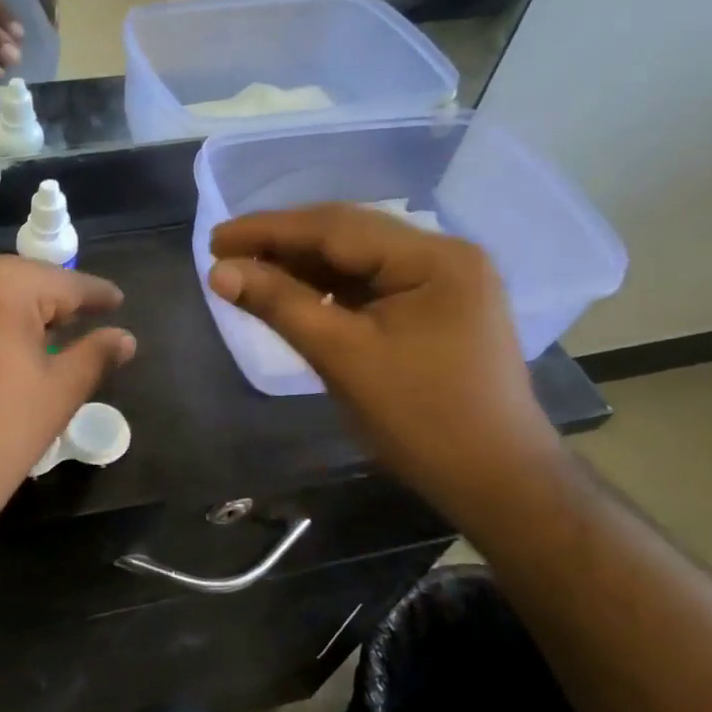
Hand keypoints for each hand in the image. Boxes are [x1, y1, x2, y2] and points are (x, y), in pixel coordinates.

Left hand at [0, 256, 136, 565]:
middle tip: (86, 332)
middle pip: (22, 285)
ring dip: (18, 319)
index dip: (96, 296)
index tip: (118, 303)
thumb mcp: (56, 396)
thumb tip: (125, 338)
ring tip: (49, 349)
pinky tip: (2, 357)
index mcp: (0, 284)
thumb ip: (94, 356)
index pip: (65, 283)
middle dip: (54, 309)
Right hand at [207, 205, 559, 502]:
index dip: (268, 230)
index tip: (215, 239)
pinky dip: (326, 289)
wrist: (497, 485)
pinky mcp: (434, 309)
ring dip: (301, 266)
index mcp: (434, 258)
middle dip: (282, 244)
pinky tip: (290, 292)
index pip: (336, 227)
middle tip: (223, 252)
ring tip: (246, 271)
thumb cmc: (423, 420)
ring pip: (356, 260)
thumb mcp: (342, 357)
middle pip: (347, 236)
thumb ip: (280, 304)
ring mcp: (442, 283)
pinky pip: (369, 286)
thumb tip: (219, 271)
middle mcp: (443, 256)